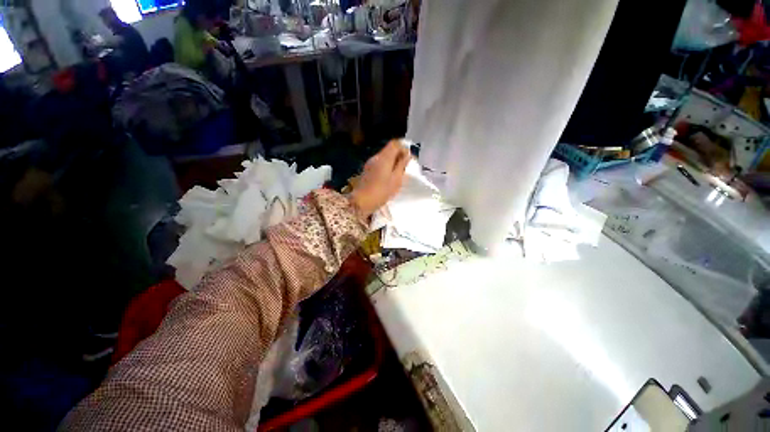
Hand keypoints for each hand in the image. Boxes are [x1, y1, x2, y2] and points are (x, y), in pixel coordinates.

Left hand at [351, 140, 410, 216]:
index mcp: (384, 158)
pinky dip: (386, 167)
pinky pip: (379, 164)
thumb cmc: (381, 192)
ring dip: (392, 162)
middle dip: (398, 156)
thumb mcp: (396, 180)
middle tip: (405, 168)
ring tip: (397, 175)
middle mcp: (376, 157)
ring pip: (384, 157)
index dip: (403, 148)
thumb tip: (407, 155)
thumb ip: (402, 165)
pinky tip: (388, 178)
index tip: (409, 158)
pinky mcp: (367, 170)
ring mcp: (370, 163)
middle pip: (389, 150)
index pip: (395, 144)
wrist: (361, 202)